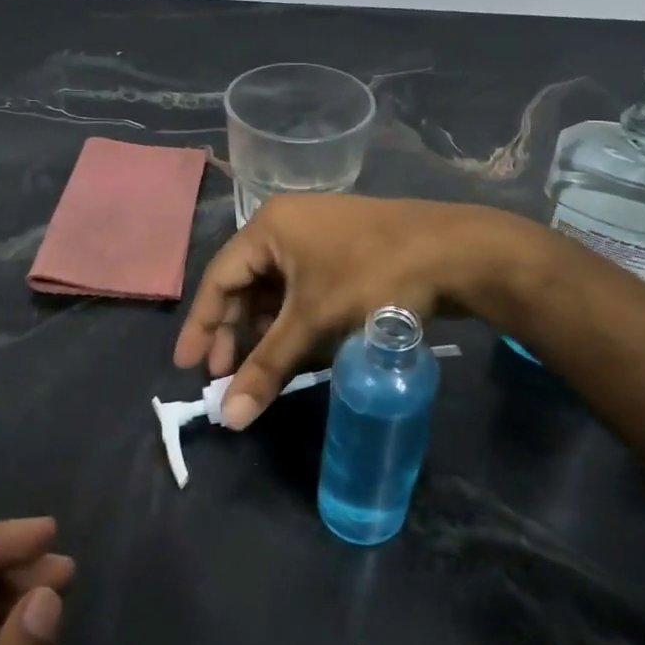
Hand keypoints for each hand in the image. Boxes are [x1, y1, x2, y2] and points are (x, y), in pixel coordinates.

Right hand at [173, 194, 498, 427]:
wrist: (457, 253)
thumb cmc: (373, 277)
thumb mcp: (314, 321)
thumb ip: (268, 367)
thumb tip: (229, 418)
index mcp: (270, 227)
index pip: (219, 279)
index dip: (202, 325)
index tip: (188, 367)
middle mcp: (288, 226)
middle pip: (246, 285)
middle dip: (236, 333)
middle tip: (225, 376)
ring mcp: (320, 238)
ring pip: (278, 292)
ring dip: (267, 332)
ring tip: (262, 372)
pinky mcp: (345, 254)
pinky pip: (305, 291)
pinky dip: (296, 323)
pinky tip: (298, 353)